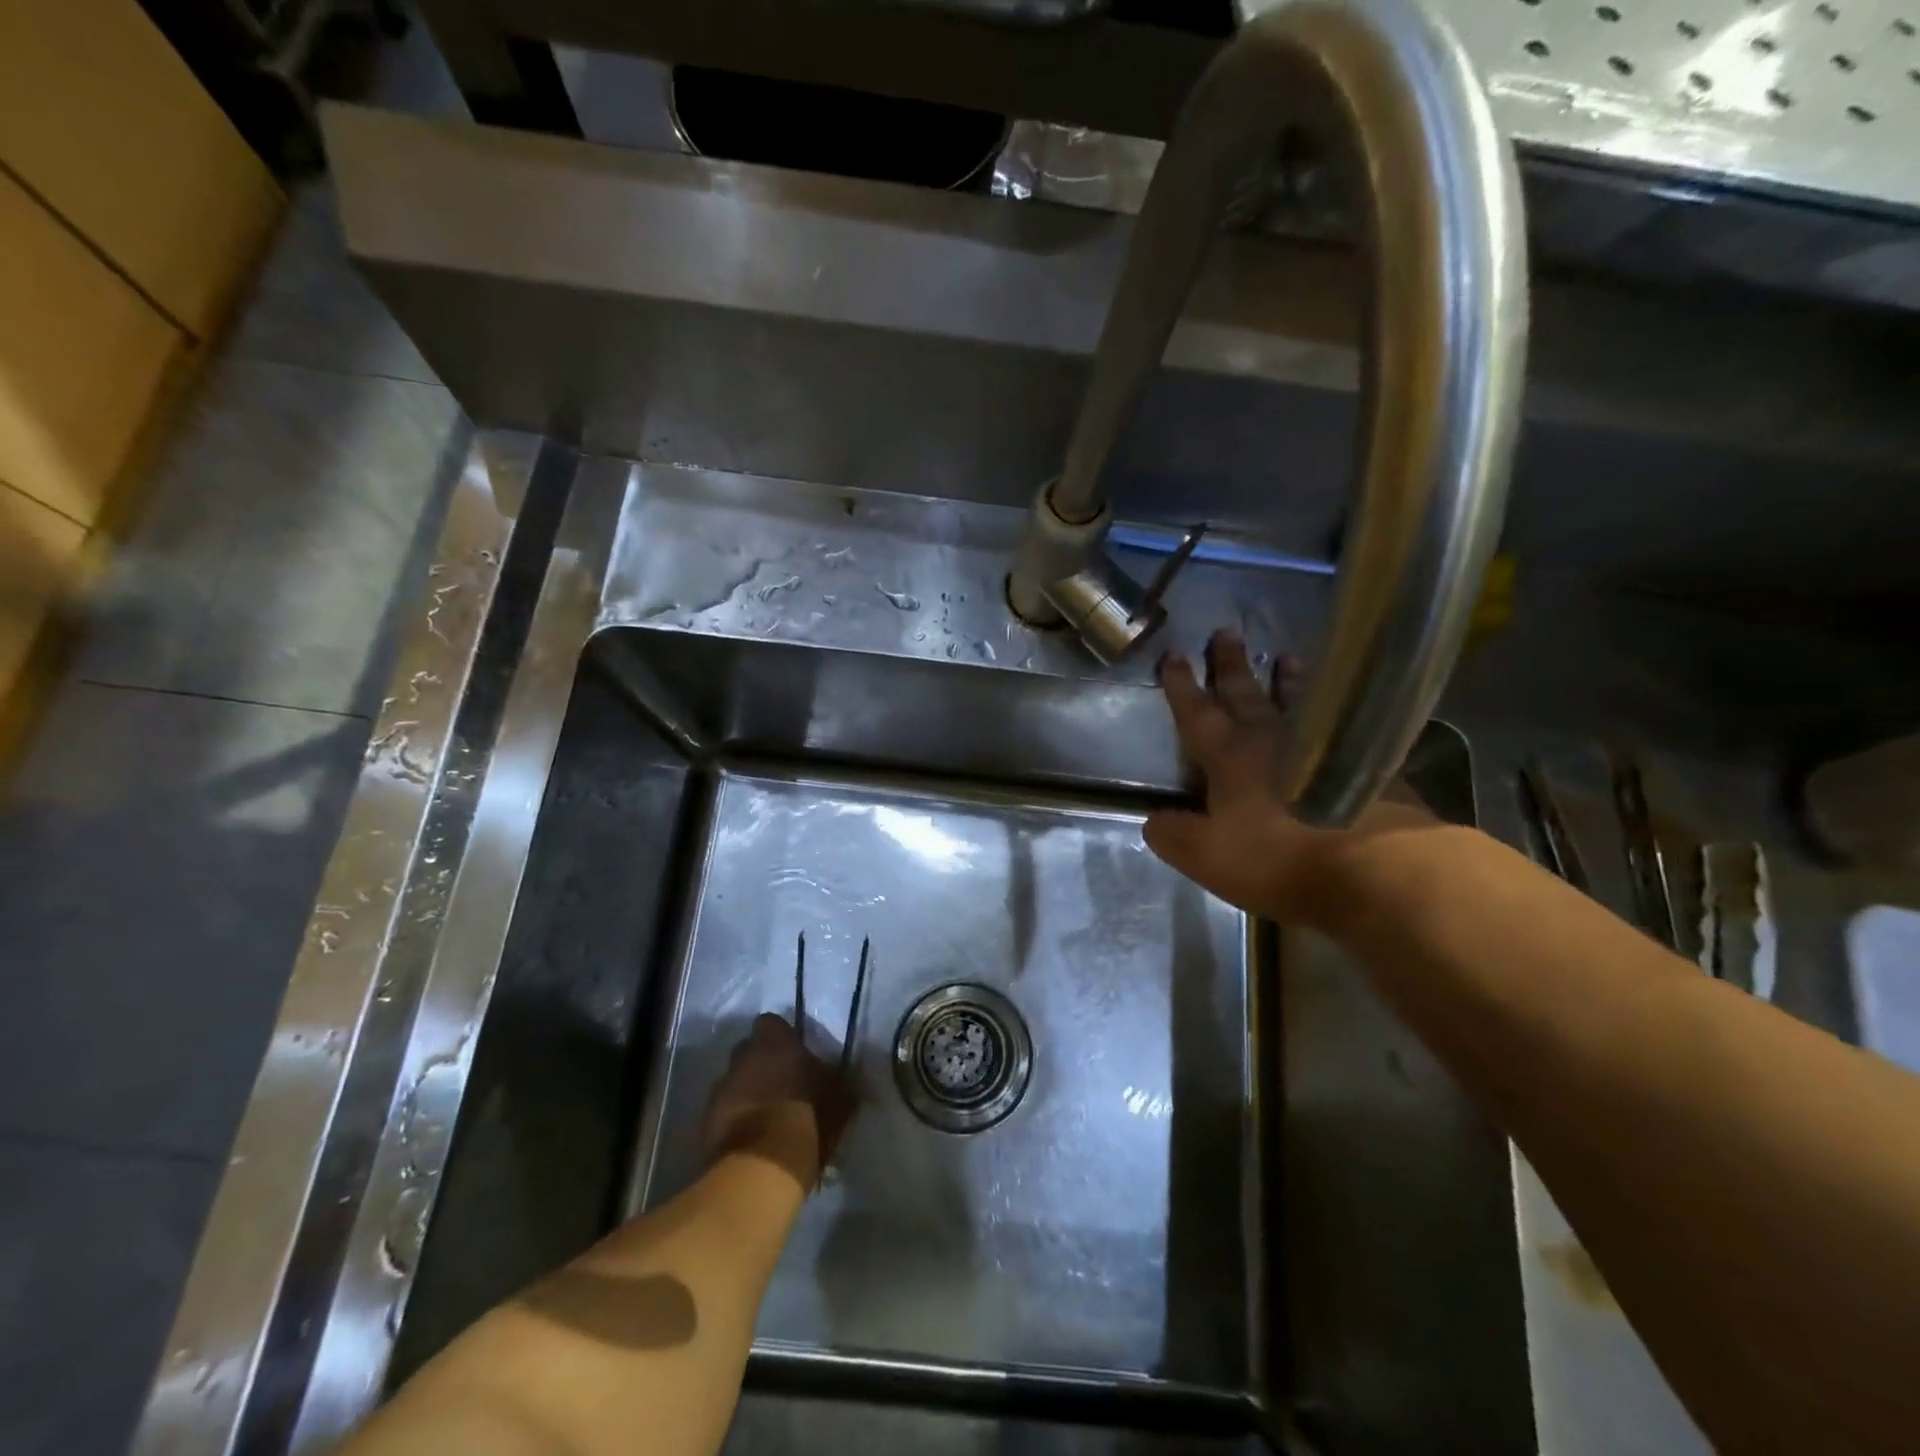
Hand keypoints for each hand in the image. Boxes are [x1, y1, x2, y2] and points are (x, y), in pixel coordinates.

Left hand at [703, 1013, 856, 1190]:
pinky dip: (737, 1118)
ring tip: (767, 1115)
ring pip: (735, 1081)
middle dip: (763, 1064)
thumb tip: (848, 1079)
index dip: (783, 1037)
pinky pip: (725, 1111)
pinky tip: (752, 1137)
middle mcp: (742, 1056)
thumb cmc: (808, 1117)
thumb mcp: (840, 1097)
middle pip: (749, 1051)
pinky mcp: (706, 1120)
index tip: (796, 1055)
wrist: (764, 1166)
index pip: (771, 1023)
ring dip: (748, 1092)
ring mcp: (721, 1088)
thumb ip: (841, 1081)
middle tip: (781, 1085)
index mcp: (774, 1041)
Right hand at [1143, 630, 1440, 926]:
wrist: (1379, 868)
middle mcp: (1275, 741)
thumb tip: (1153, 819)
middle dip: (1232, 666)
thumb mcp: (1207, 856)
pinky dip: (1333, 712)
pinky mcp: (1369, 764)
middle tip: (1226, 632)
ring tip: (1286, 657)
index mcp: (1231, 758)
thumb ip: (1174, 836)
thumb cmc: (1281, 857)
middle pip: (1248, 695)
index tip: (1173, 655)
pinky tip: (1342, 714)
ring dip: (1288, 681)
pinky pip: (1342, 725)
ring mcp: (1327, 746)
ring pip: (1300, 702)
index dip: (1182, 686)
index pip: (1198, 714)